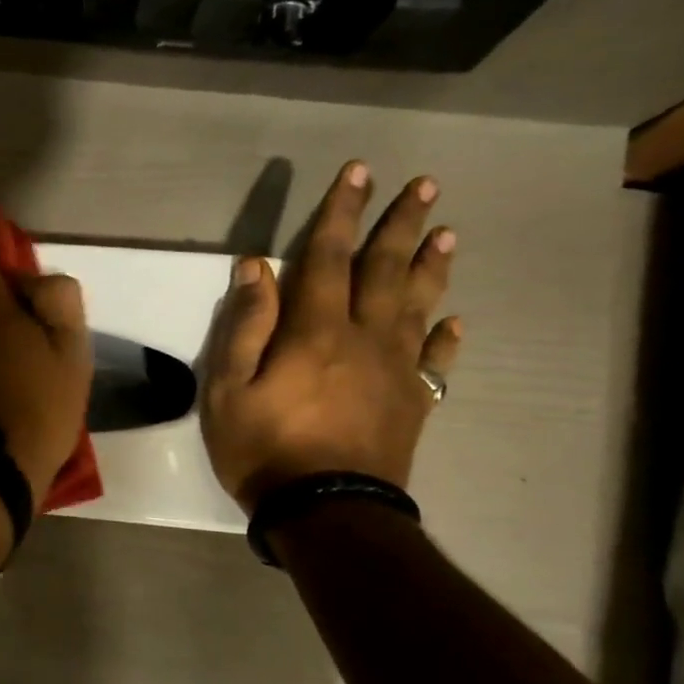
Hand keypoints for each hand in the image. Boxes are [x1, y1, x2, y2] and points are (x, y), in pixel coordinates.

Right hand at [201, 160, 460, 510]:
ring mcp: (395, 371)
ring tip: (448, 232)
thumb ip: (245, 326)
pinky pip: (435, 362)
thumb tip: (257, 267)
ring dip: (432, 266)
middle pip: (386, 270)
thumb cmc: (264, 449)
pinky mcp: (412, 404)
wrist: (326, 512)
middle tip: (424, 185)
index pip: (329, 257)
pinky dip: (444, 337)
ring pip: (418, 306)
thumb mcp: (229, 389)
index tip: (358, 171)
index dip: (341, 211)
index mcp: (316, 331)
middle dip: (400, 224)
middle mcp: (364, 338)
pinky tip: (455, 321)